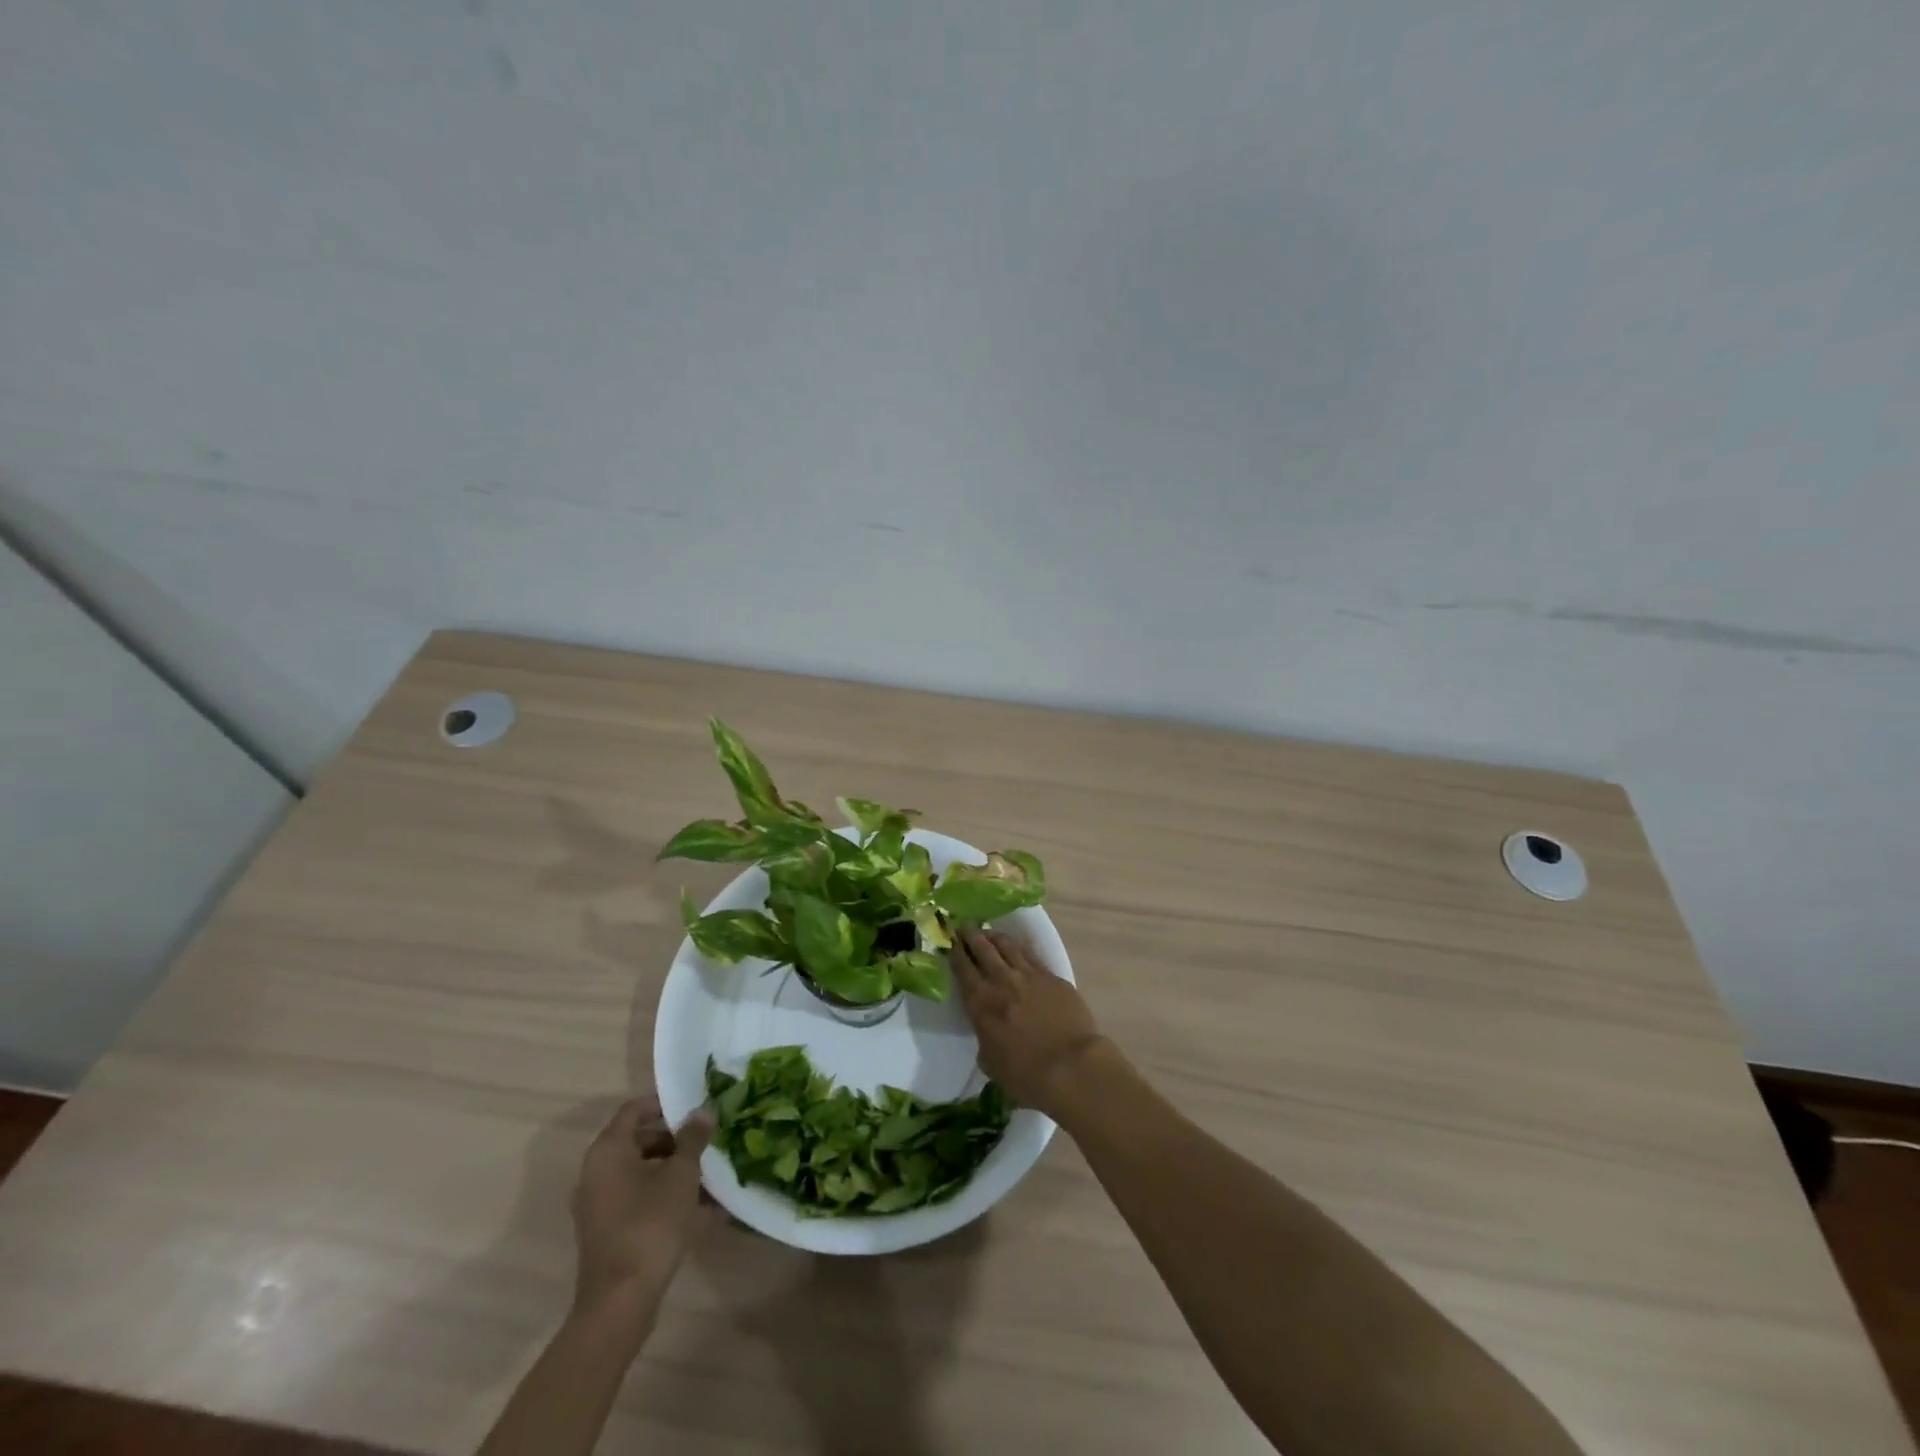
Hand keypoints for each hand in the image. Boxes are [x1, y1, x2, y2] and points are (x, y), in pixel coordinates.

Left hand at [570, 1095, 712, 1325]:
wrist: (621, 1300)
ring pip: (641, 1171)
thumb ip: (693, 1138)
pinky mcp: (609, 1230)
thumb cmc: (650, 1223)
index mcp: (608, 1151)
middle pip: (638, 1140)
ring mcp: (600, 1204)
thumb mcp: (680, 1174)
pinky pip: (639, 1198)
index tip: (695, 1104)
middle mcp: (596, 1172)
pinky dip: (665, 1194)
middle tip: (707, 1137)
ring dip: (673, 1167)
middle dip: (675, 1137)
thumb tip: (703, 1111)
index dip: (664, 1102)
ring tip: (709, 1170)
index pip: (634, 1109)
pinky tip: (701, 1205)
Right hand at [950, 927, 1107, 1117]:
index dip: (954, 952)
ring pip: (1008, 946)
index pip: (962, 969)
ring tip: (988, 932)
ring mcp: (1029, 975)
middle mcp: (1002, 981)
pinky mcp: (1052, 977)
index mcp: (981, 1002)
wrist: (1072, 1066)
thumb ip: (985, 1039)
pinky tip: (1018, 948)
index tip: (949, 940)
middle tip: (964, 927)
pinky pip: (1031, 956)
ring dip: (995, 937)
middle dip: (971, 936)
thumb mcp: (991, 1062)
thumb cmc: (1026, 1074)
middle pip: (983, 949)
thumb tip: (988, 1031)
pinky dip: (1020, 949)